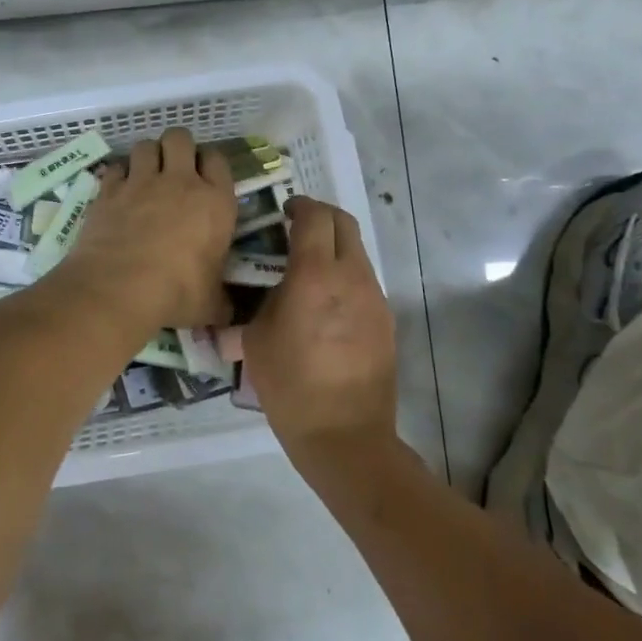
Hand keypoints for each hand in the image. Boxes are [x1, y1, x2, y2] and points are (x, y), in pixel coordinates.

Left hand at [48, 129, 236, 332]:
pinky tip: (118, 190)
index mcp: (215, 202)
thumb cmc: (176, 293)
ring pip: (145, 145)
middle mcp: (179, 182)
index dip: (210, 163)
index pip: (218, 160)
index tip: (205, 177)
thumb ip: (221, 302)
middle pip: (180, 138)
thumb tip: (228, 315)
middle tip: (174, 169)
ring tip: (145, 175)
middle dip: (177, 147)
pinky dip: (118, 174)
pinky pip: (115, 168)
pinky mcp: (109, 191)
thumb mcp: (210, 304)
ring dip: (147, 156)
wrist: (119, 288)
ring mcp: (141, 182)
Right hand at [245, 196, 398, 485]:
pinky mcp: (385, 320)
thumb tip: (260, 288)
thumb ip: (260, 301)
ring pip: (357, 253)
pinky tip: (325, 307)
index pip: (315, 216)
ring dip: (334, 249)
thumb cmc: (290, 385)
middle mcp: (351, 277)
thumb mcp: (255, 339)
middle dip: (321, 217)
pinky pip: (363, 283)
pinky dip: (344, 278)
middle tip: (296, 229)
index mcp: (315, 275)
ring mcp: (374, 298)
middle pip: (344, 224)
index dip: (300, 205)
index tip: (284, 212)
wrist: (344, 434)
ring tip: (307, 272)